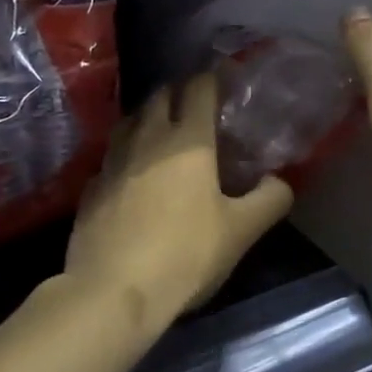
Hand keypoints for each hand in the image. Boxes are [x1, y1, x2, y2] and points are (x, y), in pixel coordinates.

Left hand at [66, 72, 293, 332]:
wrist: (112, 292)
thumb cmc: (184, 254)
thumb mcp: (240, 231)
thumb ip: (268, 200)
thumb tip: (281, 182)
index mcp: (188, 140)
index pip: (199, 89)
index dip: (212, 79)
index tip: (223, 80)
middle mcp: (147, 138)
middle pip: (160, 96)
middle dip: (178, 93)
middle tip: (196, 106)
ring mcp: (113, 161)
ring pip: (130, 121)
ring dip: (148, 118)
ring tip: (162, 131)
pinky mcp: (91, 187)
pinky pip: (111, 157)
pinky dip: (125, 154)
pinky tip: (131, 174)